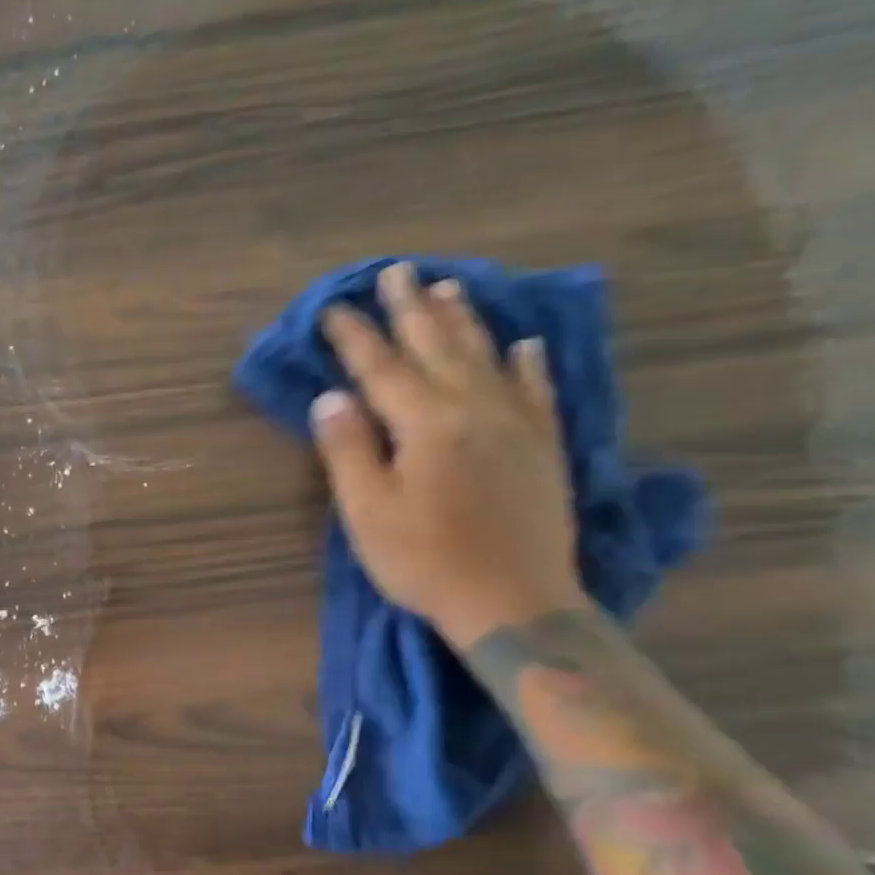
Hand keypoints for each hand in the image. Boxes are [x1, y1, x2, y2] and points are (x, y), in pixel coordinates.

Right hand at [312, 261, 585, 647]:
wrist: (514, 603)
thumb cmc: (426, 560)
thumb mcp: (368, 511)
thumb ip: (348, 449)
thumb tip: (331, 397)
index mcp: (427, 424)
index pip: (380, 368)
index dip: (354, 336)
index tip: (333, 307)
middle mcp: (474, 410)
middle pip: (437, 347)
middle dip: (411, 308)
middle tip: (397, 271)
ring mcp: (516, 426)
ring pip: (486, 358)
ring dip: (464, 321)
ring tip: (448, 288)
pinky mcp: (543, 448)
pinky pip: (536, 392)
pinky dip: (528, 365)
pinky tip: (526, 345)